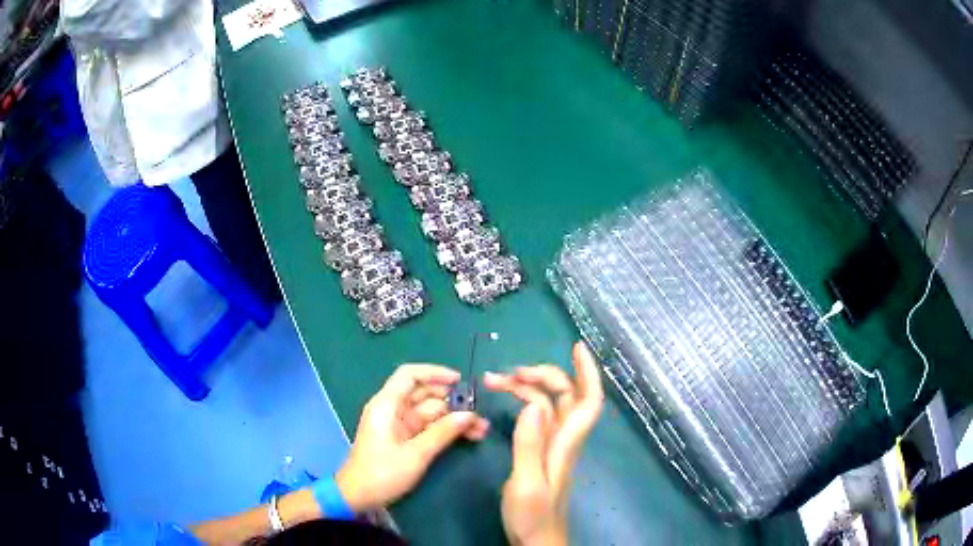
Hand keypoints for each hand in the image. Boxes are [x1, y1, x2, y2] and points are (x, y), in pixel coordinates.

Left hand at [335, 364, 489, 511]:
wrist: (358, 496)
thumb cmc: (382, 472)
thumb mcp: (415, 454)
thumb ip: (442, 433)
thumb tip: (470, 415)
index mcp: (387, 405)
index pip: (409, 375)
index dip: (435, 373)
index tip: (460, 381)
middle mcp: (393, 409)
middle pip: (424, 394)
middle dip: (452, 401)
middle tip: (479, 411)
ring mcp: (399, 425)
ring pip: (431, 412)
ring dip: (454, 418)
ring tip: (481, 428)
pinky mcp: (404, 439)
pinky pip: (429, 427)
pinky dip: (446, 430)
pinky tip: (468, 436)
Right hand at [484, 342, 603, 545]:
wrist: (536, 539)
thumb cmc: (533, 515)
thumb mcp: (527, 482)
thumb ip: (530, 445)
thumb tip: (533, 404)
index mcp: (566, 443)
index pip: (589, 400)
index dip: (588, 372)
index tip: (577, 347)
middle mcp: (563, 439)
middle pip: (565, 395)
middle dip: (541, 375)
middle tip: (507, 373)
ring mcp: (552, 445)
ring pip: (548, 405)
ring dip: (527, 388)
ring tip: (495, 382)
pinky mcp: (541, 452)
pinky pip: (537, 418)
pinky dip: (524, 403)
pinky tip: (508, 403)